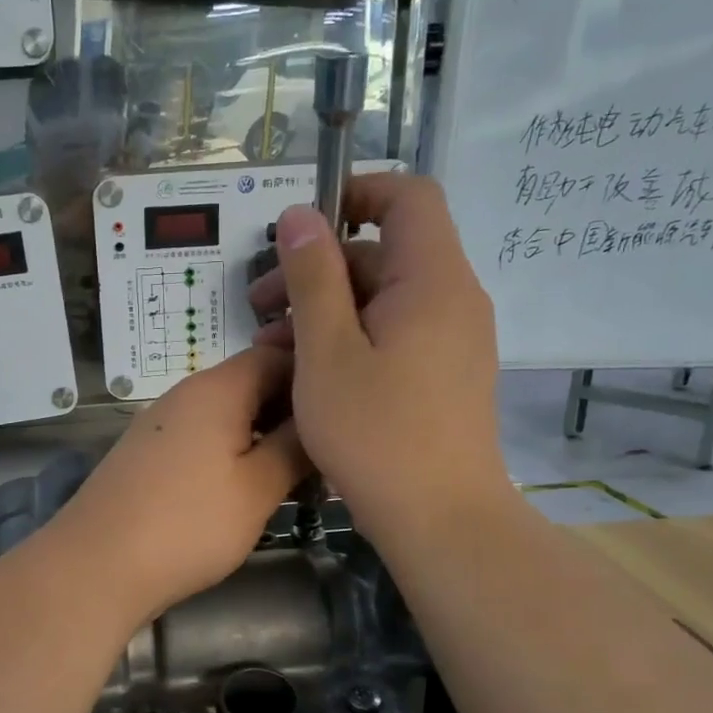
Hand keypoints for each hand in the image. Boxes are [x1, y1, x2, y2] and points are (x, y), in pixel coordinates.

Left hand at [51, 348, 309, 623]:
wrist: (96, 565)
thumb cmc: (188, 524)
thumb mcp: (257, 488)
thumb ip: (295, 447)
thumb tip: (319, 419)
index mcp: (216, 389)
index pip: (276, 356)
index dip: (314, 377)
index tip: (345, 413)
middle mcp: (185, 395)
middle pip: (250, 385)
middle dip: (292, 413)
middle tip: (328, 452)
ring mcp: (161, 425)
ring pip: (227, 416)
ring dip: (263, 437)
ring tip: (297, 476)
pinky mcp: (148, 456)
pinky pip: (202, 440)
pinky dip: (232, 455)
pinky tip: (248, 490)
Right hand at [247, 173, 511, 542]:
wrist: (441, 519)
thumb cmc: (377, 434)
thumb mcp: (327, 353)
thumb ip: (313, 278)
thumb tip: (300, 215)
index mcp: (433, 281)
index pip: (409, 197)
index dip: (355, 192)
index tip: (301, 226)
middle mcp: (453, 300)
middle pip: (385, 253)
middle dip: (318, 269)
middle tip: (258, 306)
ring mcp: (453, 341)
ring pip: (384, 299)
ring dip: (326, 309)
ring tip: (271, 348)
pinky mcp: (444, 375)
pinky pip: (395, 334)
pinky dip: (351, 338)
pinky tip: (308, 372)